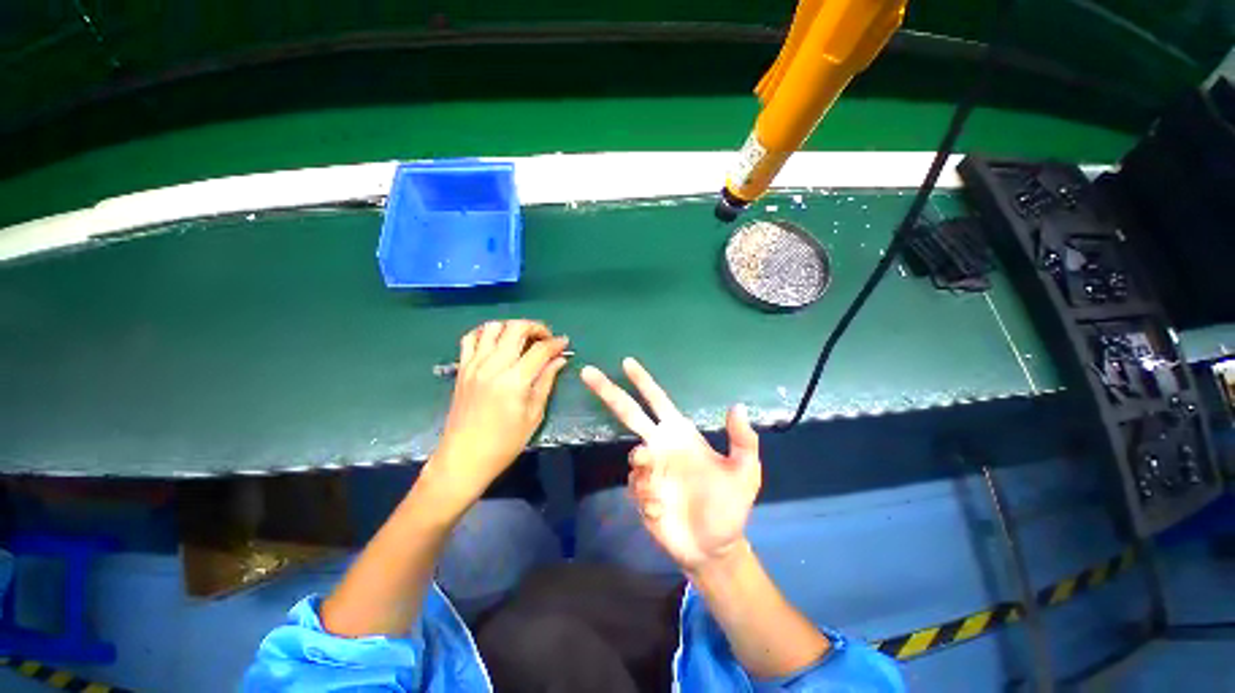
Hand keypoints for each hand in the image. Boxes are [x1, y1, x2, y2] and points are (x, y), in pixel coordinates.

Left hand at [424, 320, 569, 505]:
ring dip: (512, 327)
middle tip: (546, 338)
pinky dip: (486, 333)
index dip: (556, 343)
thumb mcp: (534, 415)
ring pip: (493, 327)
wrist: (464, 458)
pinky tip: (497, 341)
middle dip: (536, 327)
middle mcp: (492, 366)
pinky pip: (471, 338)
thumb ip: (546, 382)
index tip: (565, 343)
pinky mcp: (462, 368)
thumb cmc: (504, 443)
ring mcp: (474, 365)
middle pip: (516, 328)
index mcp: (514, 381)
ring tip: (523, 339)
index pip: (540, 350)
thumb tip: (559, 360)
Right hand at [581, 358, 760, 572]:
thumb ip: (742, 440)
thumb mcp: (744, 471)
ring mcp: (648, 469)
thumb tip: (738, 405)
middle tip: (588, 372)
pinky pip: (636, 485)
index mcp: (680, 434)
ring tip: (662, 492)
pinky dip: (649, 497)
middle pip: (629, 413)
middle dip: (609, 392)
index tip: (627, 362)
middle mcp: (659, 445)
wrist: (714, 546)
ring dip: (645, 469)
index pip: (657, 400)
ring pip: (633, 456)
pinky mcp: (640, 492)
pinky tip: (663, 510)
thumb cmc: (730, 504)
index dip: (643, 381)